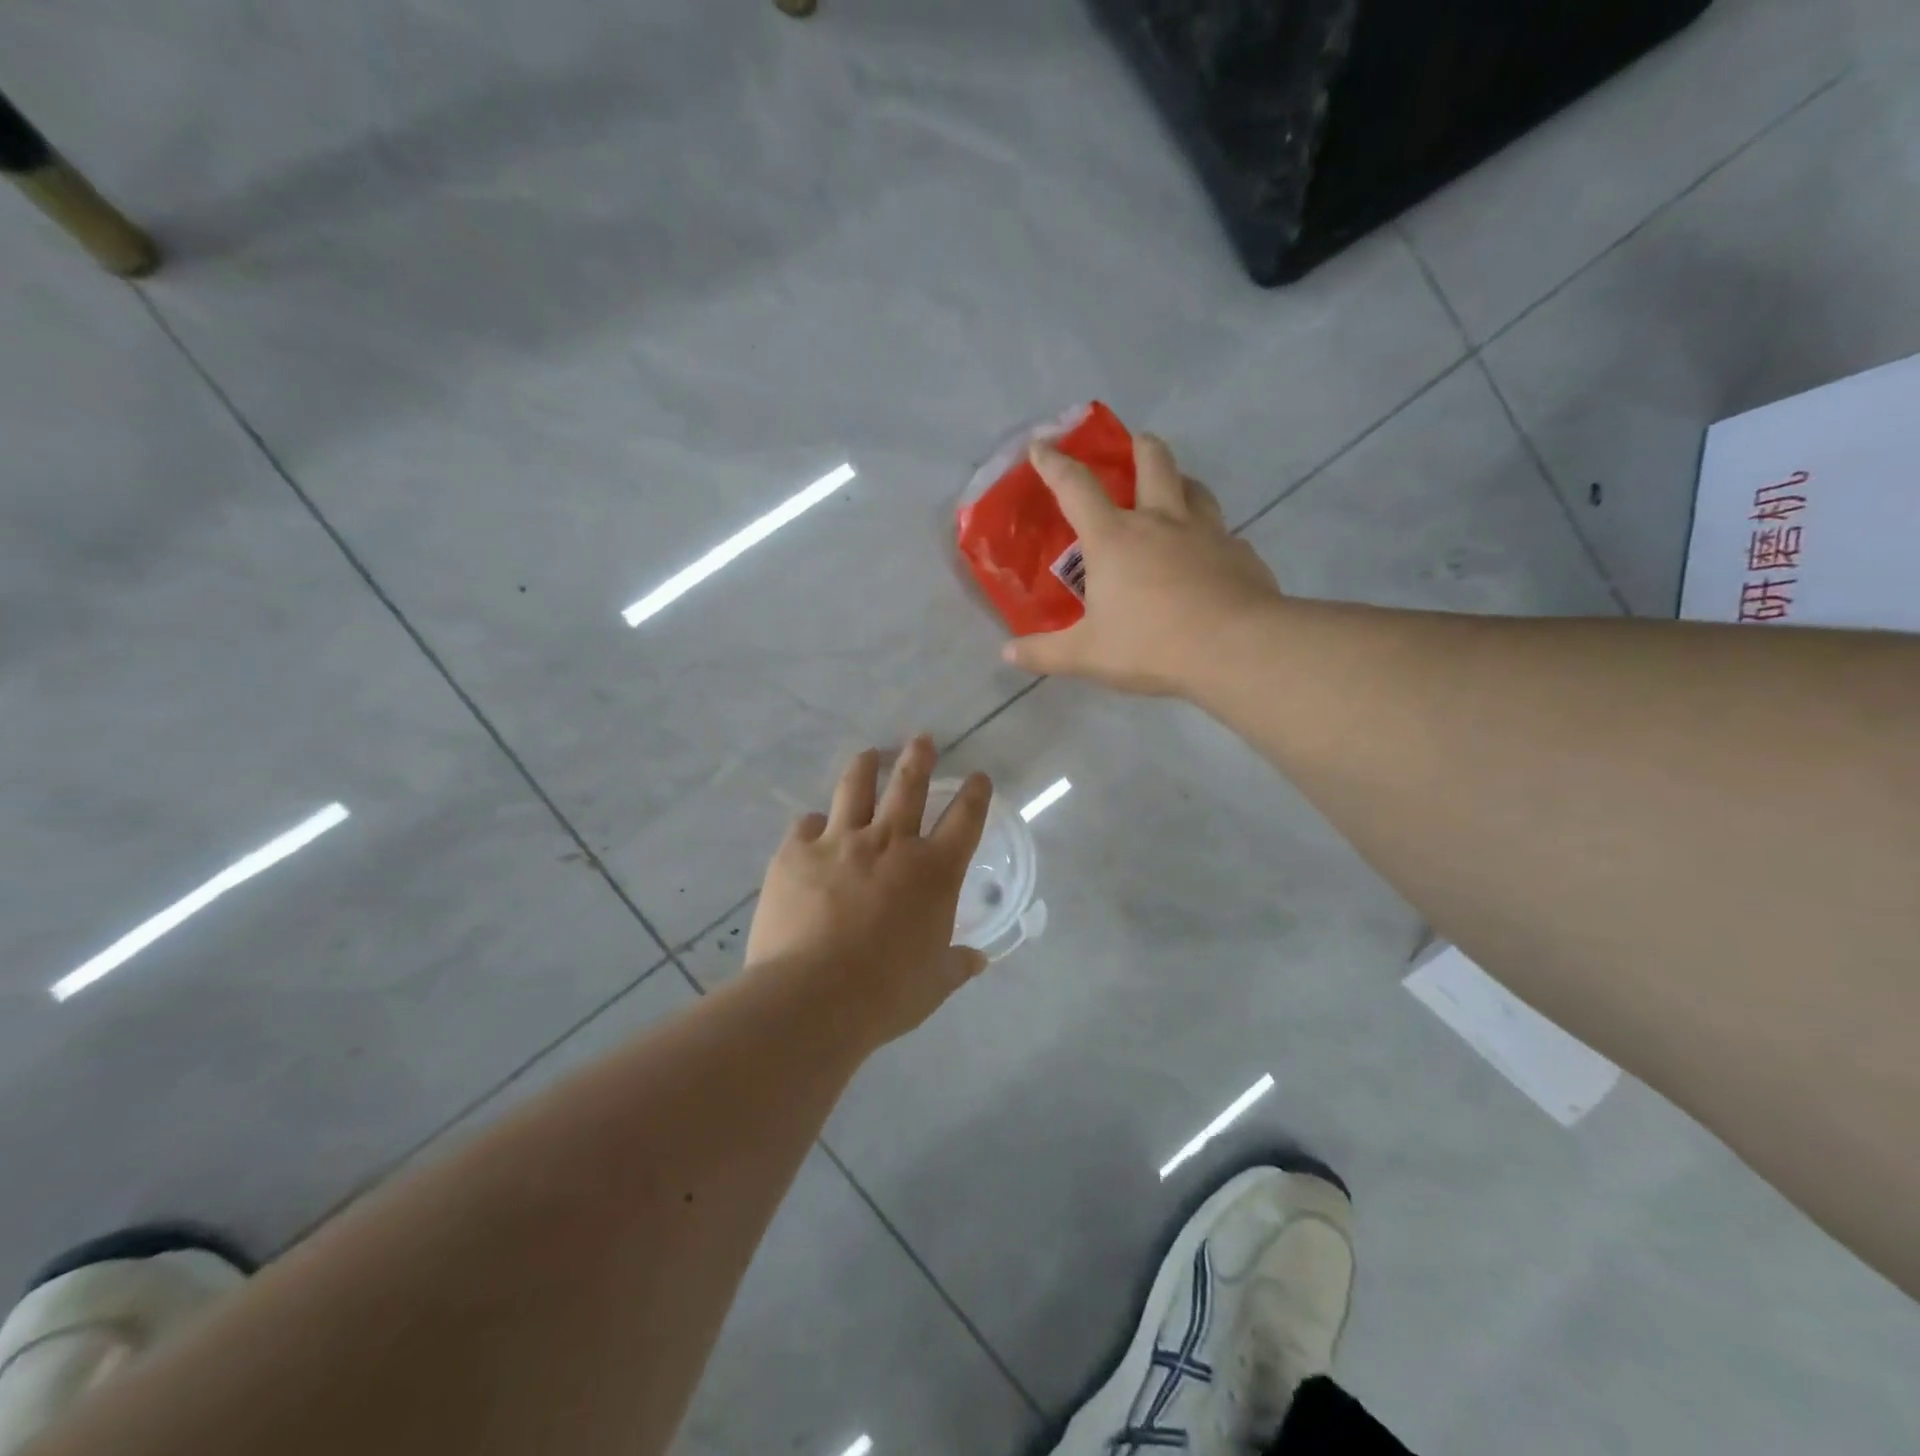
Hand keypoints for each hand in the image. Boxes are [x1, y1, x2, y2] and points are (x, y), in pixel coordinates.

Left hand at [745, 736, 993, 1046]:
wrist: (812, 998)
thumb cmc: (885, 994)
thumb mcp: (934, 984)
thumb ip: (957, 964)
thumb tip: (977, 960)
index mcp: (933, 872)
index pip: (964, 819)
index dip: (976, 794)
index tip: (979, 778)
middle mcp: (890, 844)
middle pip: (909, 786)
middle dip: (919, 758)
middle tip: (921, 739)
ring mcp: (840, 843)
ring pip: (855, 788)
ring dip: (866, 767)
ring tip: (869, 755)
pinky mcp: (796, 854)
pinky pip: (806, 825)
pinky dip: (814, 824)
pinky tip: (812, 826)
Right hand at [1002, 433, 1283, 695]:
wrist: (1235, 649)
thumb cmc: (1150, 645)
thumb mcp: (1087, 655)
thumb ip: (1045, 653)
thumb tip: (1008, 653)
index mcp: (1114, 539)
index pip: (1076, 488)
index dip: (1055, 464)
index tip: (1041, 445)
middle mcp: (1161, 522)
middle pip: (1153, 463)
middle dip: (1140, 446)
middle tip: (1136, 443)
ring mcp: (1207, 533)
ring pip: (1196, 489)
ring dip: (1182, 481)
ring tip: (1177, 489)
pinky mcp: (1240, 553)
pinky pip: (1225, 534)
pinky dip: (1213, 536)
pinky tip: (1212, 555)